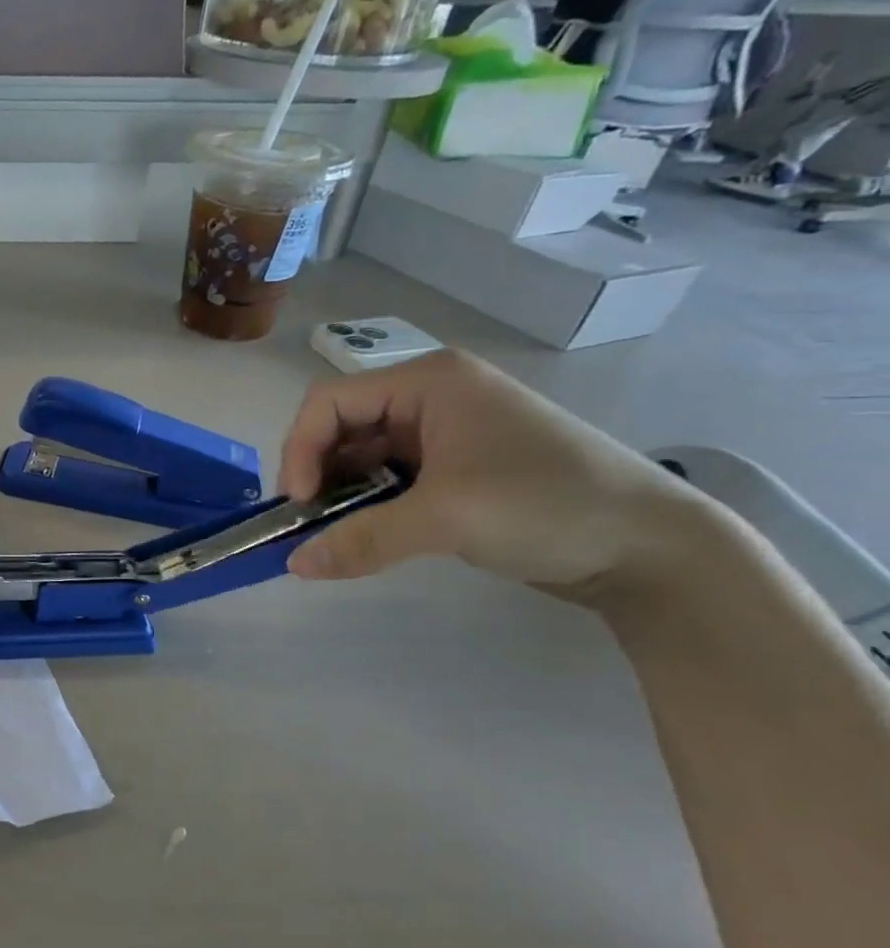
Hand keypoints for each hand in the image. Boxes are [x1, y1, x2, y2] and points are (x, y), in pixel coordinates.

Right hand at [276, 350, 699, 596]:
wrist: (655, 549)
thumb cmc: (547, 507)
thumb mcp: (445, 520)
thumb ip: (360, 540)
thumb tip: (293, 566)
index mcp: (429, 381)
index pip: (329, 401)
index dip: (301, 449)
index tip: (301, 505)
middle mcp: (432, 395)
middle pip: (342, 424)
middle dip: (319, 473)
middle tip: (312, 522)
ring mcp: (447, 429)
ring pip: (363, 452)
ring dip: (343, 491)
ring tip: (338, 532)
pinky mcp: (458, 464)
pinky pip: (390, 473)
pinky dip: (370, 502)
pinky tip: (370, 531)